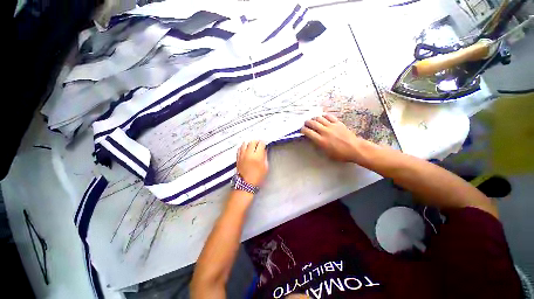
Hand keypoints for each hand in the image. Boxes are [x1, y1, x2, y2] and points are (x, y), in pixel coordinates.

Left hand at [237, 141, 268, 185]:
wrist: (246, 184)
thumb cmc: (257, 177)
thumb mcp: (265, 167)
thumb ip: (265, 157)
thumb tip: (264, 150)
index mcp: (257, 156)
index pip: (261, 144)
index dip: (263, 143)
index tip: (265, 144)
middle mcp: (249, 154)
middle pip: (252, 141)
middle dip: (257, 141)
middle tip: (259, 144)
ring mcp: (242, 155)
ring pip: (245, 143)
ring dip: (249, 143)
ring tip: (252, 146)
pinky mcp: (238, 157)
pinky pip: (240, 148)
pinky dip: (243, 146)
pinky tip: (246, 149)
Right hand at [301, 114, 362, 162]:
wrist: (355, 149)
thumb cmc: (340, 154)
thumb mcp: (326, 153)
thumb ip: (318, 145)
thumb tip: (313, 139)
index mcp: (321, 140)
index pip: (308, 132)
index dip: (303, 130)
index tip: (302, 130)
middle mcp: (325, 132)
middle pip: (313, 123)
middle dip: (307, 122)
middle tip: (306, 123)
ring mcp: (332, 126)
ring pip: (320, 118)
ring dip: (314, 118)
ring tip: (313, 119)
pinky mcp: (338, 123)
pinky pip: (329, 116)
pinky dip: (324, 116)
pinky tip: (322, 116)